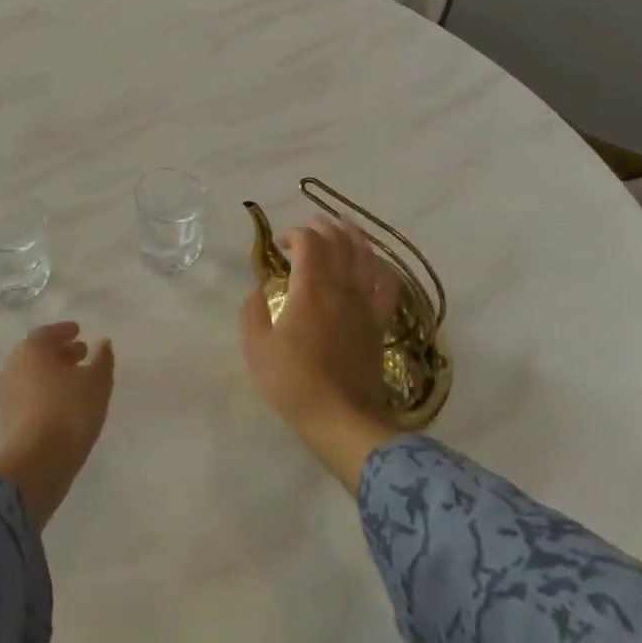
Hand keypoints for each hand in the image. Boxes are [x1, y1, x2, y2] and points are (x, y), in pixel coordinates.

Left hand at [0, 322, 115, 529]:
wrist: (35, 465)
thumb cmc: (68, 412)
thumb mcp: (96, 382)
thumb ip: (102, 359)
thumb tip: (103, 343)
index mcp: (31, 349)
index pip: (48, 333)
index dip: (65, 332)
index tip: (79, 332)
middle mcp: (13, 366)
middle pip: (39, 354)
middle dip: (60, 353)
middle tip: (81, 354)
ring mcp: (7, 395)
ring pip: (34, 377)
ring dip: (53, 375)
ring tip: (76, 382)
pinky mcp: (7, 421)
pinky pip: (30, 398)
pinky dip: (46, 395)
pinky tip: (64, 406)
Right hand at [241, 215, 400, 492]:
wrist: (342, 419)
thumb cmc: (294, 382)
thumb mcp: (257, 348)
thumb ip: (253, 311)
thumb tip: (258, 288)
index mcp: (310, 288)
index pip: (308, 243)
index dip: (295, 234)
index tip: (280, 243)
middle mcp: (341, 288)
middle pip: (339, 243)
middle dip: (325, 227)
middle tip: (313, 222)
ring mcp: (364, 305)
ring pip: (366, 258)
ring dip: (355, 237)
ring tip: (347, 225)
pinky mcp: (379, 324)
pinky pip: (388, 288)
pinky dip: (383, 269)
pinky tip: (378, 264)